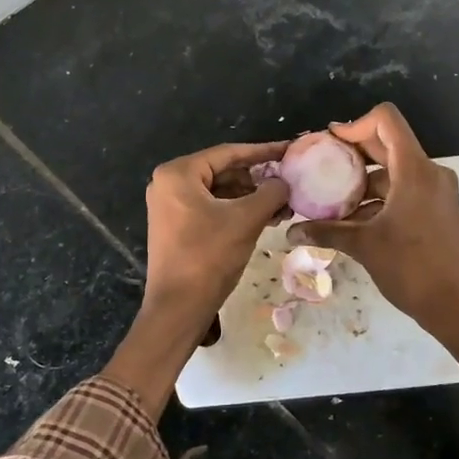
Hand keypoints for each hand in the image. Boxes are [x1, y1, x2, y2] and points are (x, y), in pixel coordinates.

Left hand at [140, 140, 290, 332]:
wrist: (178, 308)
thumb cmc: (208, 256)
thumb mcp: (246, 220)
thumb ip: (270, 193)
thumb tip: (285, 182)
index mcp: (178, 173)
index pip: (229, 153)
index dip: (263, 152)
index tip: (290, 151)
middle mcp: (169, 183)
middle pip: (223, 172)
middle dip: (258, 180)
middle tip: (290, 184)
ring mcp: (170, 206)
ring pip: (220, 192)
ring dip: (251, 197)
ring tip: (283, 206)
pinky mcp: (176, 226)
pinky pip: (211, 208)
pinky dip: (237, 211)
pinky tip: (265, 218)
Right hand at [289, 105, 458, 344]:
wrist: (456, 307)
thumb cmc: (410, 269)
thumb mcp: (363, 246)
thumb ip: (325, 232)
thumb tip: (290, 232)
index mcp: (415, 170)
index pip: (386, 121)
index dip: (355, 124)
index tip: (330, 143)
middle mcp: (430, 172)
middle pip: (389, 144)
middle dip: (354, 153)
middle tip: (323, 166)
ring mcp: (438, 191)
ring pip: (395, 170)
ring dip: (365, 181)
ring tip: (334, 201)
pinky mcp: (439, 208)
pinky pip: (406, 189)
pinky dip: (381, 197)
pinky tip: (356, 220)